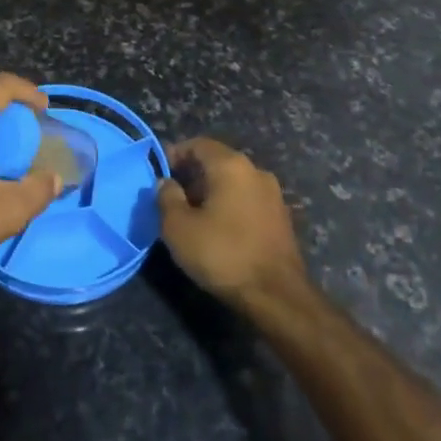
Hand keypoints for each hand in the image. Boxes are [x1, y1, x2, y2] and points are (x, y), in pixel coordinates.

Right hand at [158, 137, 306, 309]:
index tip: (159, 172)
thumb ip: (167, 197)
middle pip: (217, 161)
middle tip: (171, 196)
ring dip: (211, 191)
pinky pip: (247, 200)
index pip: (198, 144)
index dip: (175, 153)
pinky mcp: (281, 218)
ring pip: (233, 182)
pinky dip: (229, 205)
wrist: (277, 296)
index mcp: (231, 166)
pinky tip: (217, 228)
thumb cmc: (222, 254)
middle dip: (192, 174)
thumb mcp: (178, 227)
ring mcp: (273, 195)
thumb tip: (166, 182)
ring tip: (191, 214)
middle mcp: (256, 171)